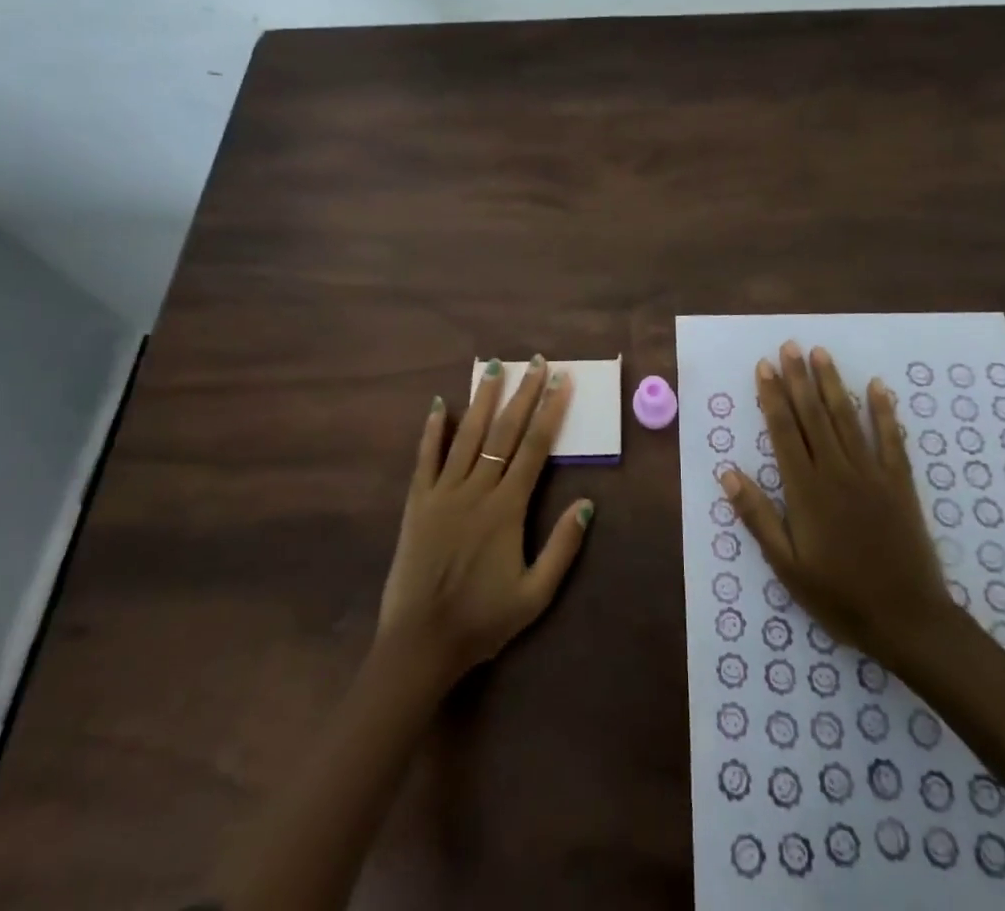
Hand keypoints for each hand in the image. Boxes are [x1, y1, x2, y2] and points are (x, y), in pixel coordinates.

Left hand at [376, 356, 593, 684]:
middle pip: (505, 432)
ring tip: (494, 367)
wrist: (420, 643)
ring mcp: (443, 492)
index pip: (536, 448)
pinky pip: (426, 458)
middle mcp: (477, 490)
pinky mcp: (417, 502)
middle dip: (523, 394)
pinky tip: (440, 404)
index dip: (550, 411)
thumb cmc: (482, 621)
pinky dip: (433, 430)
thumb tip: (587, 503)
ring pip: (468, 435)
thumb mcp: (535, 595)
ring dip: (484, 399)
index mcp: (507, 508)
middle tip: (535, 361)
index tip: (562, 381)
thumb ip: (562, 548)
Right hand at [721, 342, 952, 661]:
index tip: (764, 367)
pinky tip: (878, 386)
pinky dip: (884, 411)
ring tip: (820, 353)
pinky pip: (890, 439)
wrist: (907, 620)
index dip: (772, 396)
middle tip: (789, 346)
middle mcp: (836, 471)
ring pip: (846, 418)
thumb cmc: (839, 596)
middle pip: (813, 415)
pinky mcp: (899, 483)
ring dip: (832, 384)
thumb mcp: (787, 565)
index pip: (784, 431)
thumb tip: (728, 473)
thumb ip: (757, 516)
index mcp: (806, 489)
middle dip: (799, 378)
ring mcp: (871, 474)